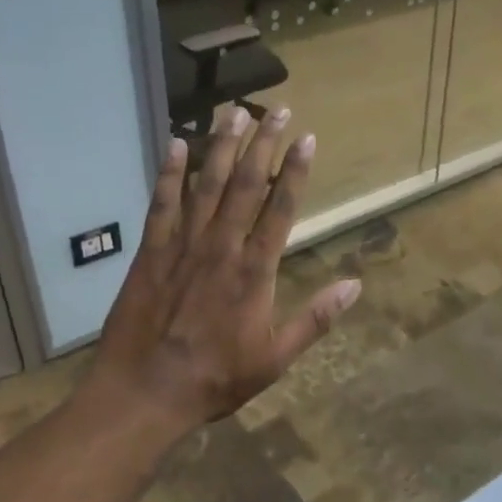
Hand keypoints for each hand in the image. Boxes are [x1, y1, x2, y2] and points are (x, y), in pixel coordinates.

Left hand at [85, 106, 360, 437]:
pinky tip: (176, 144)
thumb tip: (355, 285)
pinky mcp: (151, 251)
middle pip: (245, 185)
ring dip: (221, 146)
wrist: (146, 392)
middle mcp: (222, 246)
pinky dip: (169, 173)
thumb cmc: (216, 378)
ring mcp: (183, 245)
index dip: (295, 171)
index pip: (280, 208)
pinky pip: (161, 203)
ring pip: (206, 185)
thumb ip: (315, 318)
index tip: (306, 138)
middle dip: (263, 144)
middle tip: (276, 109)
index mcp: (255, 270)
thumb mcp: (276, 358)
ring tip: (234, 112)